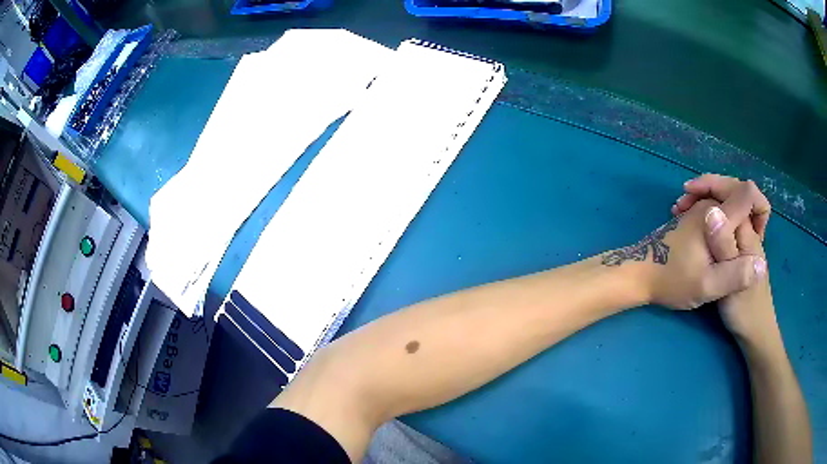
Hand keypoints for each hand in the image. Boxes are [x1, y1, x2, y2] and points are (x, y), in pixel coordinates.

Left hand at [604, 199, 765, 309]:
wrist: (637, 273)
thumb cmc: (671, 281)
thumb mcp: (707, 286)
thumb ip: (736, 275)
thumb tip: (762, 266)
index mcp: (717, 214)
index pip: (748, 193)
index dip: (761, 209)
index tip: (760, 235)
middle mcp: (708, 203)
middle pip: (738, 192)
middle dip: (750, 214)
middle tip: (751, 241)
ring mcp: (698, 208)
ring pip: (726, 201)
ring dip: (737, 219)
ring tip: (738, 247)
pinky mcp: (691, 217)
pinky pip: (715, 210)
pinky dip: (725, 223)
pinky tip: (721, 245)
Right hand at [671, 174, 778, 344]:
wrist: (753, 332)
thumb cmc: (744, 309)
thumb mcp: (730, 279)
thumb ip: (724, 245)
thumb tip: (713, 211)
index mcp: (748, 230)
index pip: (740, 190)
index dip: (718, 183)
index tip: (694, 191)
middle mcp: (746, 229)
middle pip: (731, 194)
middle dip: (707, 190)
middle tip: (681, 202)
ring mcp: (740, 239)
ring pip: (724, 208)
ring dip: (703, 203)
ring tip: (681, 211)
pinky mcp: (734, 250)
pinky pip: (720, 223)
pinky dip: (705, 219)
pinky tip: (691, 226)